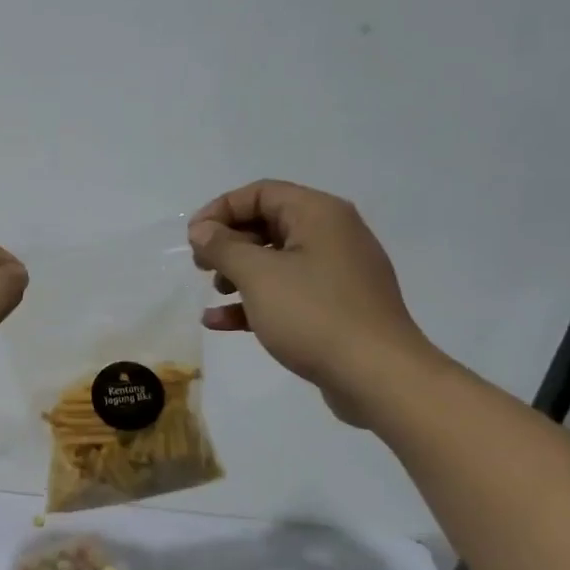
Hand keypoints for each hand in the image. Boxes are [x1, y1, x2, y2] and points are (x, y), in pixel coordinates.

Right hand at [187, 181, 439, 425]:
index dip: (220, 210)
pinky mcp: (336, 307)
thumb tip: (201, 229)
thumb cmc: (314, 315)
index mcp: (319, 214)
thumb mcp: (258, 275)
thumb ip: (223, 247)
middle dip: (228, 243)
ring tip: (215, 293)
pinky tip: (221, 322)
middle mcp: (332, 234)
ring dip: (238, 273)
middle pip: (268, 223)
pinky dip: (255, 300)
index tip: (192, 238)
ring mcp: (336, 272)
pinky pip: (288, 292)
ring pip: (276, 260)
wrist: (377, 376)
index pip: (261, 193)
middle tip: (200, 266)